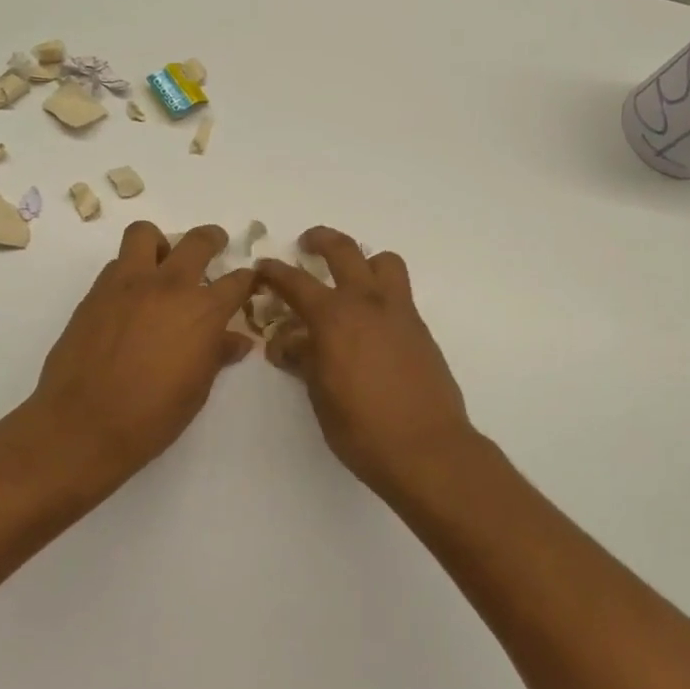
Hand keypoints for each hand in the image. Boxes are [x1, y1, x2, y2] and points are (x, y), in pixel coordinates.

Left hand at [25, 222, 256, 489]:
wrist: (84, 422)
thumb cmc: (152, 416)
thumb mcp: (197, 389)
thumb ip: (217, 355)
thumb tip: (238, 340)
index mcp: (203, 312)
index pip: (237, 281)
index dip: (247, 280)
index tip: (248, 281)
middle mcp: (169, 286)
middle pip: (197, 241)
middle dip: (212, 239)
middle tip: (215, 246)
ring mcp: (128, 284)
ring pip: (145, 234)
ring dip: (160, 244)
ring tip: (162, 263)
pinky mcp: (96, 292)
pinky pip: (117, 264)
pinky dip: (130, 270)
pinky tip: (130, 297)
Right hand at [256, 227, 476, 496]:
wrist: (426, 448)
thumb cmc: (362, 428)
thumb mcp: (320, 395)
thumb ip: (303, 359)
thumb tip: (286, 343)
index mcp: (334, 317)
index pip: (295, 282)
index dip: (274, 272)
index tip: (263, 267)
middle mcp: (367, 303)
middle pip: (344, 250)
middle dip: (321, 240)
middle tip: (307, 245)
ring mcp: (399, 312)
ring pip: (383, 261)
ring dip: (363, 260)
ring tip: (350, 279)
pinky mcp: (420, 328)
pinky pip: (399, 292)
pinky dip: (381, 291)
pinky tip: (370, 322)